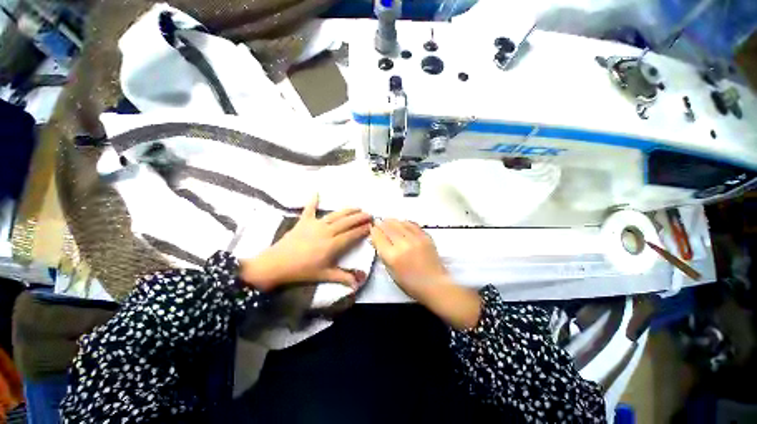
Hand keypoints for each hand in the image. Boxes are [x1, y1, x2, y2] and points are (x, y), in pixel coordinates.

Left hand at [240, 195, 371, 290]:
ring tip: (357, 207)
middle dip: (360, 217)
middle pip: (347, 222)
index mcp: (333, 244)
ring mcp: (315, 224)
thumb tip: (358, 285)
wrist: (276, 264)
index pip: (352, 234)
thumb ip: (342, 277)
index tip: (372, 226)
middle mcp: (327, 231)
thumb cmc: (302, 271)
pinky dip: (312, 201)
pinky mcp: (304, 221)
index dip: (363, 229)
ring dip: (347, 210)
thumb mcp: (324, 275)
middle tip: (369, 214)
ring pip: (335, 215)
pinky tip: (316, 192)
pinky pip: (309, 209)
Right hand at [369, 219, 449, 299]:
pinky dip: (405, 222)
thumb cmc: (410, 283)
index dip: (374, 231)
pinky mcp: (425, 237)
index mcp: (392, 256)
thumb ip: (382, 254)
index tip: (372, 228)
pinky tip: (402, 223)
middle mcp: (403, 245)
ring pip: (400, 223)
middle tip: (378, 222)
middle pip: (388, 228)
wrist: (434, 284)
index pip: (379, 237)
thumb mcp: (391, 271)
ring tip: (388, 220)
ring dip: (392, 221)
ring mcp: (416, 239)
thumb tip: (376, 240)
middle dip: (381, 224)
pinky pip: (412, 225)